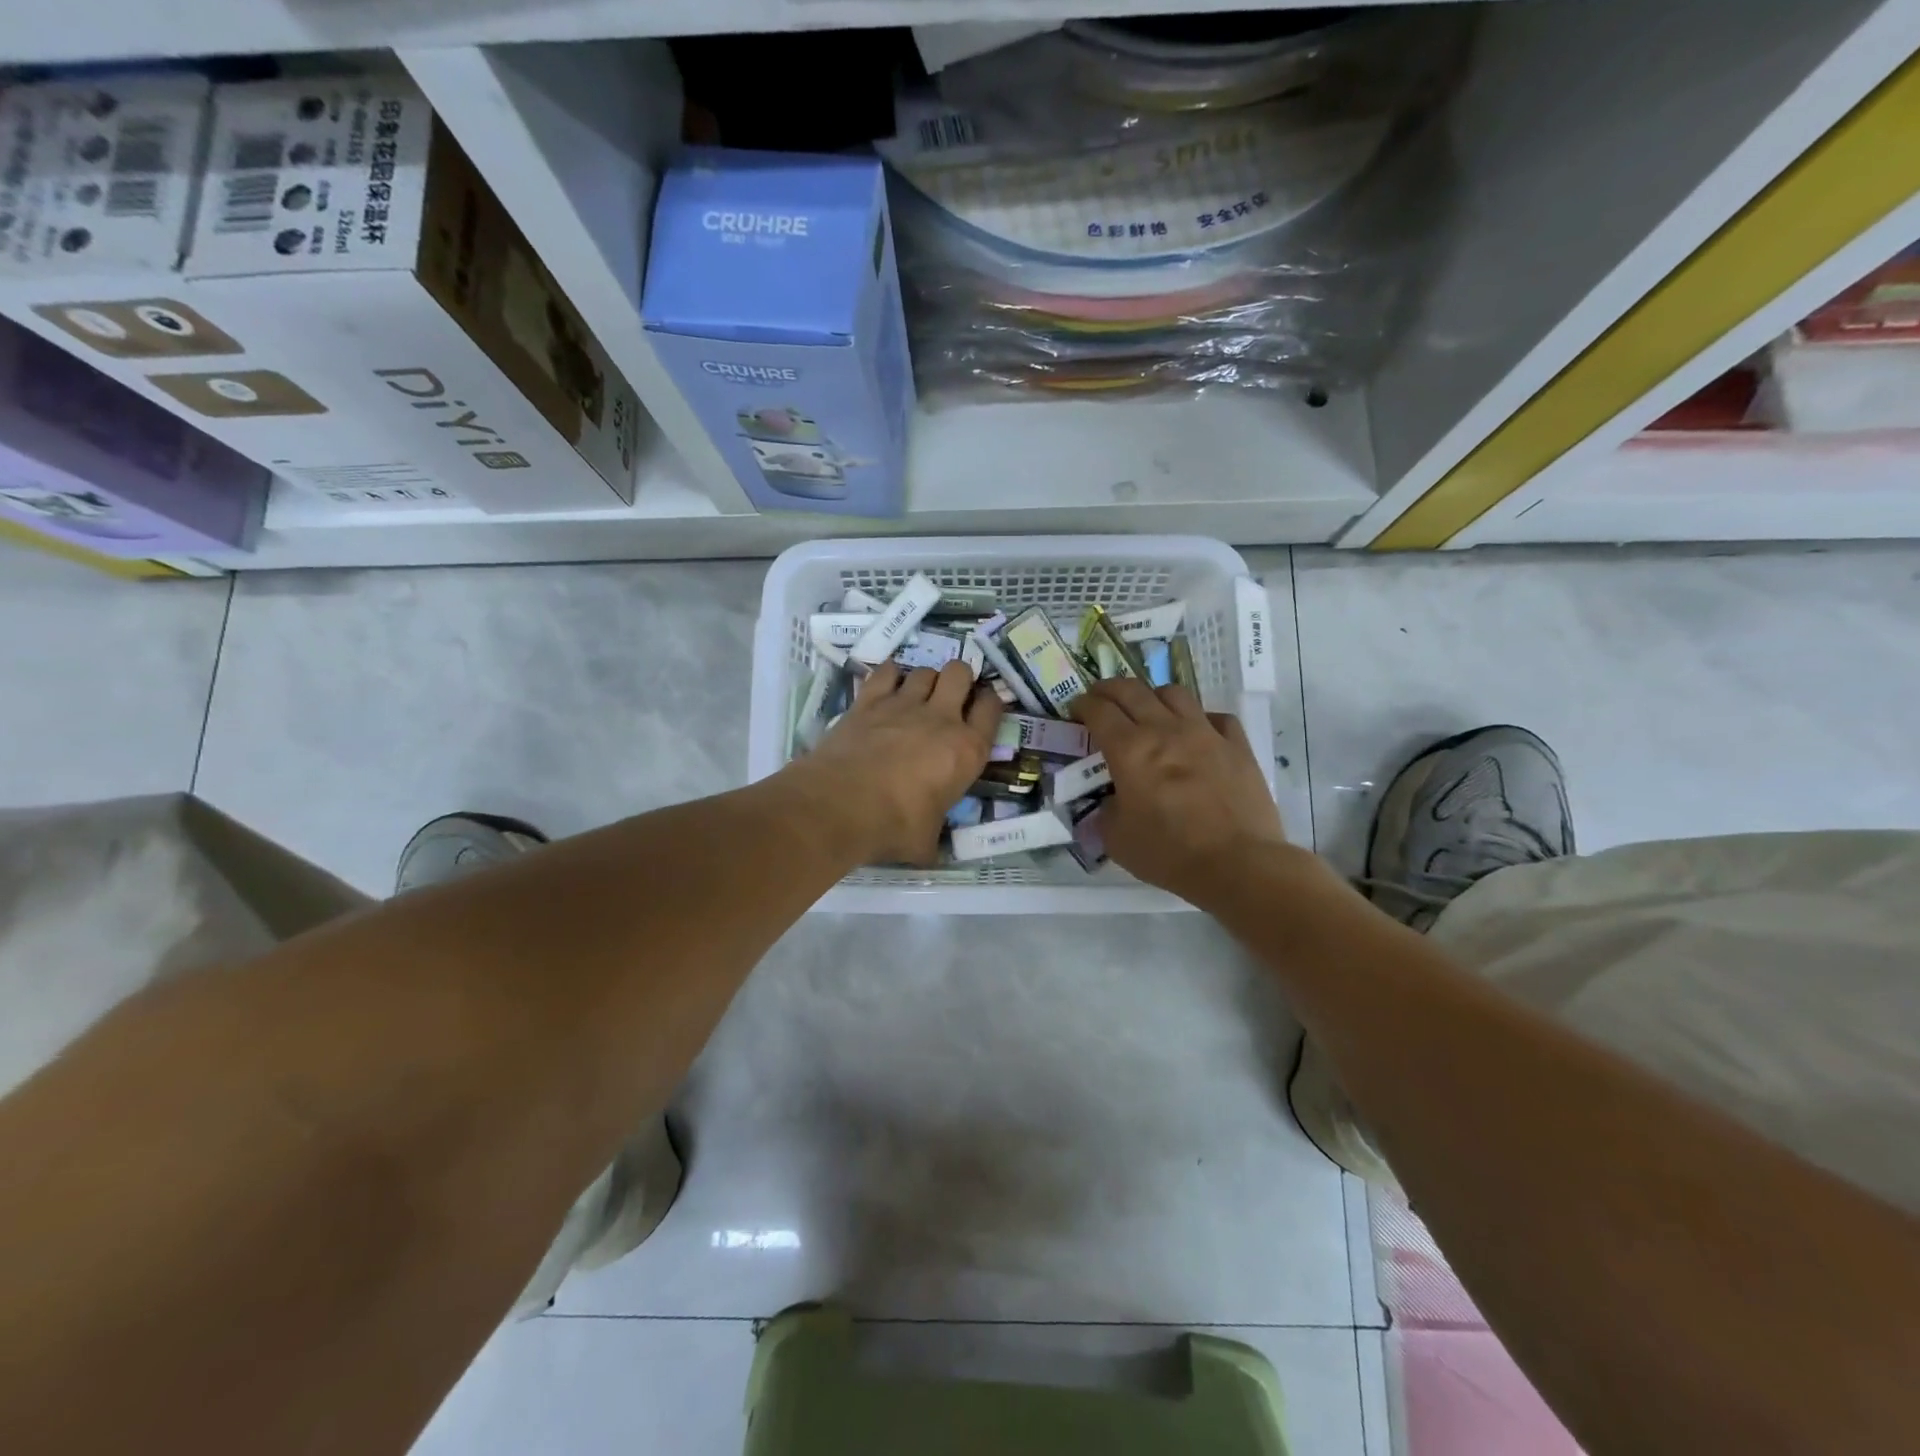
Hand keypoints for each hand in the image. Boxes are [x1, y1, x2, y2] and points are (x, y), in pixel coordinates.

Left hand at [788, 661, 1002, 865]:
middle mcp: (940, 718)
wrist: (839, 806)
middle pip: (960, 673)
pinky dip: (890, 675)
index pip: (992, 708)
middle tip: (950, 697)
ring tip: (917, 696)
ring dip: (925, 680)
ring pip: (924, 670)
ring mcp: (902, 704)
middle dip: (959, 679)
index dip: (990, 702)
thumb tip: (930, 850)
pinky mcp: (868, 701)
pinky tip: (888, 686)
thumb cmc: (893, 826)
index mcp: (967, 750)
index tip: (982, 707)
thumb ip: (935, 837)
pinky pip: (886, 672)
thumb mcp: (927, 841)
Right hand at [1073, 679, 1285, 902]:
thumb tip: (1113, 800)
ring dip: (1153, 696)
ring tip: (1148, 710)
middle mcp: (1165, 730)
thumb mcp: (1116, 839)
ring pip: (1174, 694)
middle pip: (1132, 691)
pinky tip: (1197, 733)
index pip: (1099, 711)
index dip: (1083, 705)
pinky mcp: (1237, 745)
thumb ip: (1107, 811)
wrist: (1237, 864)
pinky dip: (1200, 719)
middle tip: (1101, 698)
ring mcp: (1205, 733)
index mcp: (1130, 750)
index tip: (1077, 710)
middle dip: (1109, 689)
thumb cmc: (1168, 853)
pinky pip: (1216, 717)